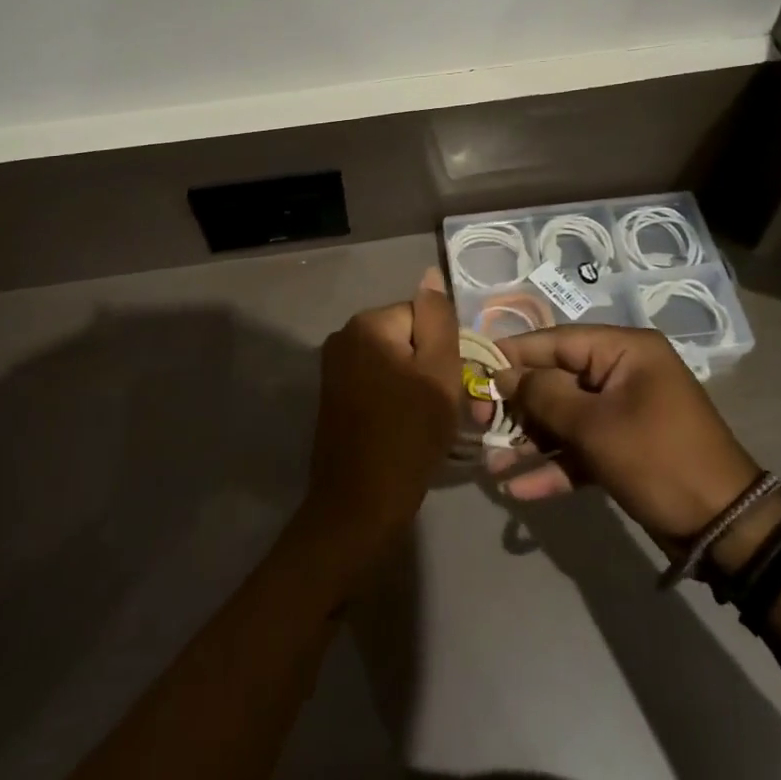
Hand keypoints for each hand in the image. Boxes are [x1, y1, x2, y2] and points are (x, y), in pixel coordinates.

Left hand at [293, 270, 461, 577]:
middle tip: (439, 407)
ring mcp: (334, 367)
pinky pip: (376, 381)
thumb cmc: (408, 436)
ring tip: (424, 422)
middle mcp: (343, 335)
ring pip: (393, 361)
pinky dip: (394, 398)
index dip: (442, 351)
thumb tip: (430, 274)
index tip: (447, 386)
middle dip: (427, 366)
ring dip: (414, 384)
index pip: (422, 316)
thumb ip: (438, 319)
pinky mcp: (333, 396)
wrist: (359, 507)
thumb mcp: (439, 373)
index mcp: (367, 323)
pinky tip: (403, 428)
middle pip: (406, 337)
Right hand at [489, 325, 762, 554]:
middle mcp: (623, 373)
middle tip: (477, 423)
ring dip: (531, 441)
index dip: (514, 354)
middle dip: (518, 406)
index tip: (476, 368)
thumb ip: (544, 396)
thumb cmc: (659, 459)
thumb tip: (504, 375)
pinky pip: (582, 447)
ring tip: (491, 464)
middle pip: (557, 380)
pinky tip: (520, 489)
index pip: (557, 341)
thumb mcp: (596, 426)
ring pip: (565, 417)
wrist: (728, 533)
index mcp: (624, 350)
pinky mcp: (625, 449)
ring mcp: (625, 413)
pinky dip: (555, 465)